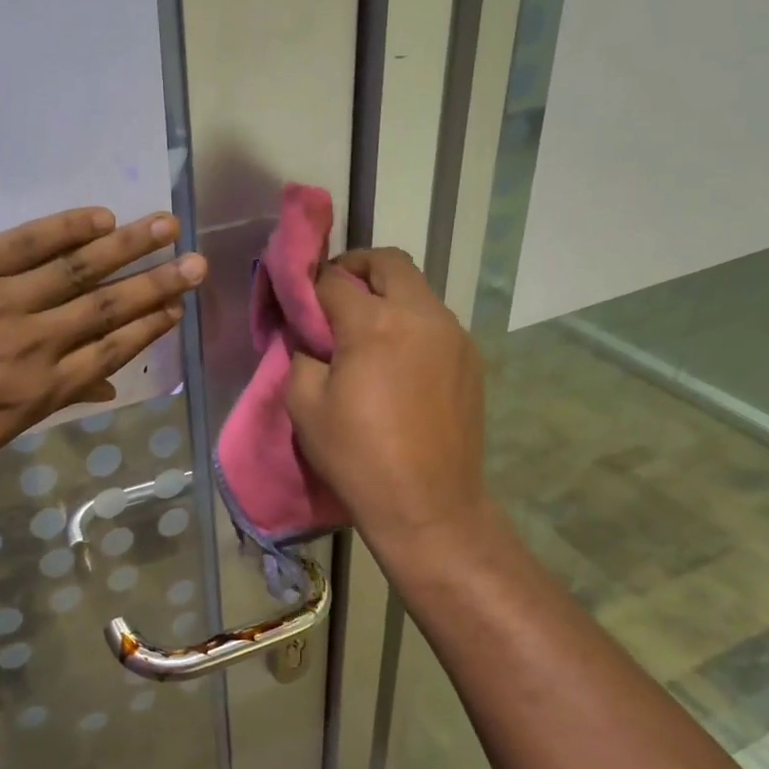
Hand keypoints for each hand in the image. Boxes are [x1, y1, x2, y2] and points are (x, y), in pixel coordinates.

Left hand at [0, 207, 204, 469]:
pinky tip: (101, 217)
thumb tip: (101, 384)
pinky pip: (26, 241)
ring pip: (78, 268)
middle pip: (108, 307)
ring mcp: (0, 298)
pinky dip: (67, 228)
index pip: (109, 350)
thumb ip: (46, 403)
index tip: (178, 308)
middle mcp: (33, 341)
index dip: (149, 328)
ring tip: (167, 226)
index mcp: (38, 389)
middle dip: (158, 284)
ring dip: (128, 246)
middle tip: (200, 263)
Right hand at [285, 248, 487, 548]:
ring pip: (417, 290)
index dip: (309, 284)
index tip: (297, 300)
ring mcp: (454, 336)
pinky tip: (397, 361)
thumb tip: (309, 336)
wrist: (429, 506)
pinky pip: (435, 322)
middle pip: (388, 262)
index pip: (334, 280)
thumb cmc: (358, 457)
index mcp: (374, 324)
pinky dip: (410, 324)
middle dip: (356, 268)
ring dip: (387, 296)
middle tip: (335, 296)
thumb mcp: (305, 407)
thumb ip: (301, 355)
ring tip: (366, 333)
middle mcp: (421, 315)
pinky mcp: (471, 359)